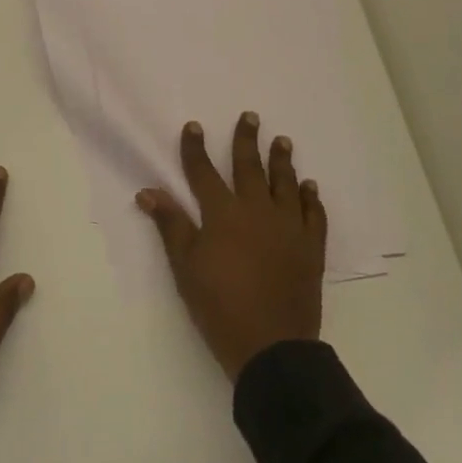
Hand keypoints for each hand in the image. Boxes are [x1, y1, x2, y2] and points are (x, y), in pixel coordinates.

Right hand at [136, 113, 326, 381]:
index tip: (194, 126)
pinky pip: (314, 215)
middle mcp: (257, 211)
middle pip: (249, 167)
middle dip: (247, 140)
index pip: (204, 173)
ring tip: (282, 141)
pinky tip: (310, 187)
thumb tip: (147, 192)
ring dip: (282, 161)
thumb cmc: (220, 305)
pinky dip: (311, 198)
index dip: (196, 149)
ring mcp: (288, 227)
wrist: (271, 346)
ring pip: (285, 184)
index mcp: (223, 214)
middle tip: (251, 116)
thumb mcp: (186, 267)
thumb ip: (171, 225)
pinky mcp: (311, 247)